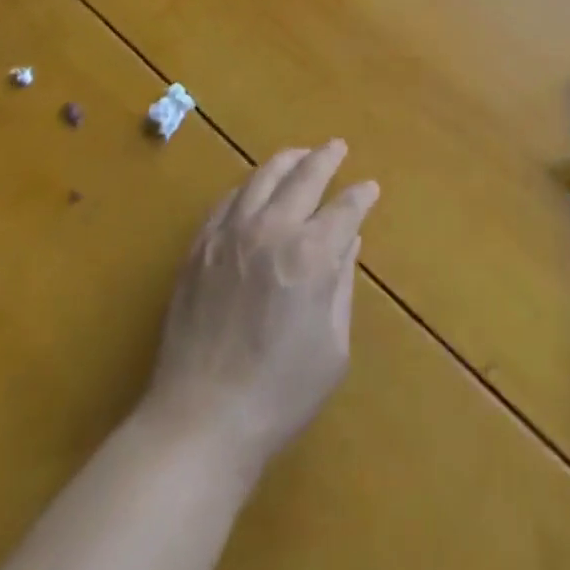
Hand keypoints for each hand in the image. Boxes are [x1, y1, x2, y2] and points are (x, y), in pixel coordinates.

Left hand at [139, 141, 379, 476]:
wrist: (199, 422)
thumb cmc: (278, 395)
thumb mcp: (332, 348)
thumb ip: (341, 286)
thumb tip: (348, 242)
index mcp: (310, 256)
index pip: (344, 208)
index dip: (361, 195)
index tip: (370, 188)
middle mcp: (271, 230)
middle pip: (304, 176)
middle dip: (326, 158)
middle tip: (338, 147)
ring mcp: (230, 234)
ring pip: (263, 176)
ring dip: (288, 161)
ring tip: (301, 154)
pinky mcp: (200, 246)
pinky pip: (228, 199)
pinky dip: (249, 185)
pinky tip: (256, 187)